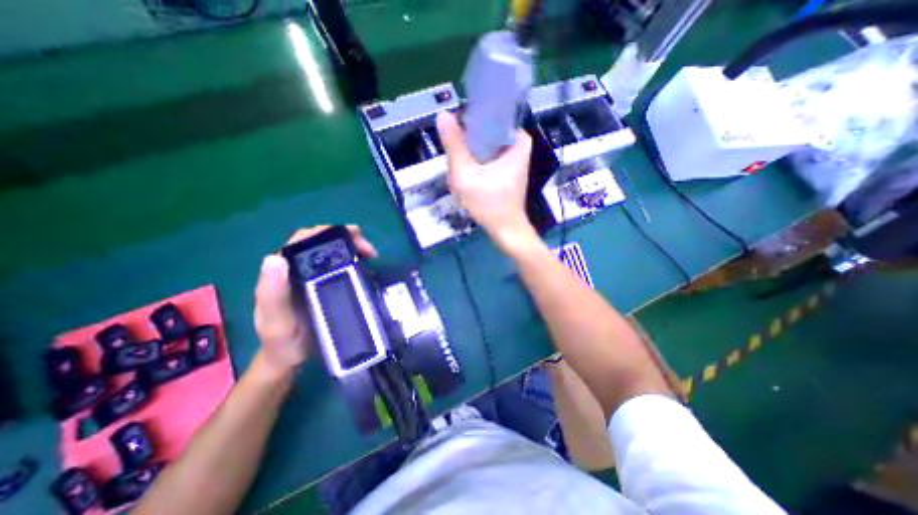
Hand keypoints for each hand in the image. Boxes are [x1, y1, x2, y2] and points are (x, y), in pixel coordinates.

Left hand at [251, 223, 373, 375]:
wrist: (290, 358)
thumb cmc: (281, 341)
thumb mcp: (276, 320)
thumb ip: (272, 293)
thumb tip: (275, 257)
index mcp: (282, 271)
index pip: (302, 240)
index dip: (326, 232)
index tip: (352, 235)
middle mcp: (296, 269)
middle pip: (321, 243)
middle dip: (345, 238)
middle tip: (368, 249)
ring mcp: (311, 277)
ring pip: (331, 253)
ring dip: (352, 248)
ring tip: (371, 256)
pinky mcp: (323, 285)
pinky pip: (339, 267)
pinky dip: (353, 262)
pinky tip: (365, 267)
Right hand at [434, 114, 539, 256]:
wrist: (505, 231)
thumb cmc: (489, 204)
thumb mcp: (466, 174)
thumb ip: (454, 145)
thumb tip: (443, 114)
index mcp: (517, 140)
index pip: (491, 115)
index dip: (470, 121)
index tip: (456, 134)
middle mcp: (518, 146)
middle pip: (487, 132)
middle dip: (469, 141)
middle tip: (457, 157)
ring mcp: (513, 160)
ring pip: (486, 146)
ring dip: (471, 153)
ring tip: (461, 167)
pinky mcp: (507, 172)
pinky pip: (488, 158)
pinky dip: (477, 163)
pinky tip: (468, 174)